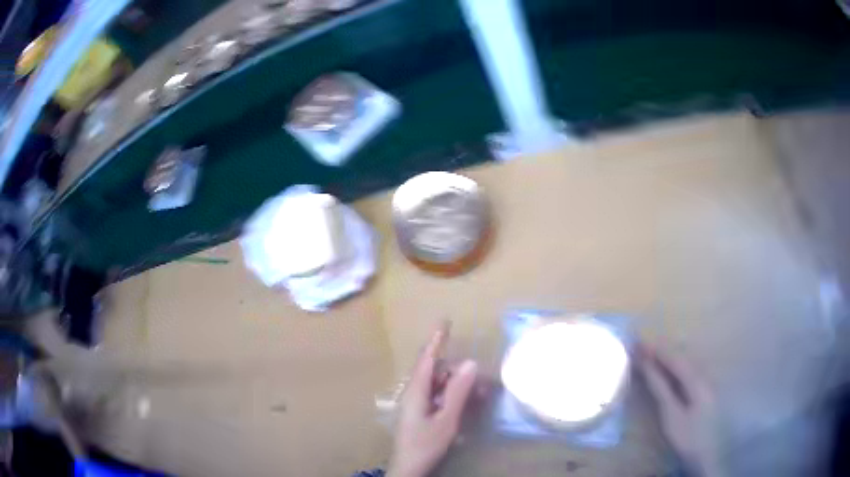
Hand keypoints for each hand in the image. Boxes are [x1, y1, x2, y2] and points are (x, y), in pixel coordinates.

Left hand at [388, 325, 477, 476]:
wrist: (408, 468)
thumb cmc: (425, 444)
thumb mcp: (446, 419)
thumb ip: (458, 392)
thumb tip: (470, 363)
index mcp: (416, 390)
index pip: (427, 358)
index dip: (436, 339)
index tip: (445, 321)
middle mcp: (413, 392)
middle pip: (435, 371)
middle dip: (457, 370)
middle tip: (479, 381)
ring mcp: (416, 403)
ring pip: (438, 384)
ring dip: (457, 385)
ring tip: (478, 394)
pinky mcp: (419, 412)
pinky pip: (437, 396)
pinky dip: (452, 396)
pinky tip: (465, 404)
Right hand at [638, 343, 725, 476]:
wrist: (704, 453)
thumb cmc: (686, 435)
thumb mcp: (670, 415)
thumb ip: (660, 388)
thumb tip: (647, 365)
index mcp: (697, 380)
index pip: (675, 360)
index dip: (657, 351)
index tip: (639, 344)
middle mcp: (704, 375)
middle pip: (682, 357)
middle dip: (662, 351)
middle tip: (642, 348)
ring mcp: (706, 382)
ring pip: (686, 363)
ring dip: (668, 357)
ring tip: (651, 354)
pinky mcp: (704, 390)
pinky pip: (688, 371)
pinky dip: (675, 367)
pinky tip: (667, 369)